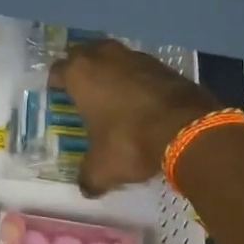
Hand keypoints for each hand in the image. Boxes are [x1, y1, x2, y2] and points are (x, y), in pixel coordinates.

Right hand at [50, 40, 219, 195]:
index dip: (56, 83)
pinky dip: (138, 80)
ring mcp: (136, 57)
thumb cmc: (129, 141)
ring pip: (115, 58)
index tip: (58, 95)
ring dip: (112, 71)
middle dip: (83, 69)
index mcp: (80, 74)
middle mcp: (104, 57)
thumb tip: (86, 189)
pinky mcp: (163, 65)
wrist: (187, 129)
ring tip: (113, 94)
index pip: (58, 70)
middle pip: (85, 55)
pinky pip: (141, 69)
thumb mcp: (102, 168)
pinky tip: (141, 101)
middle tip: (83, 91)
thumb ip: (89, 177)